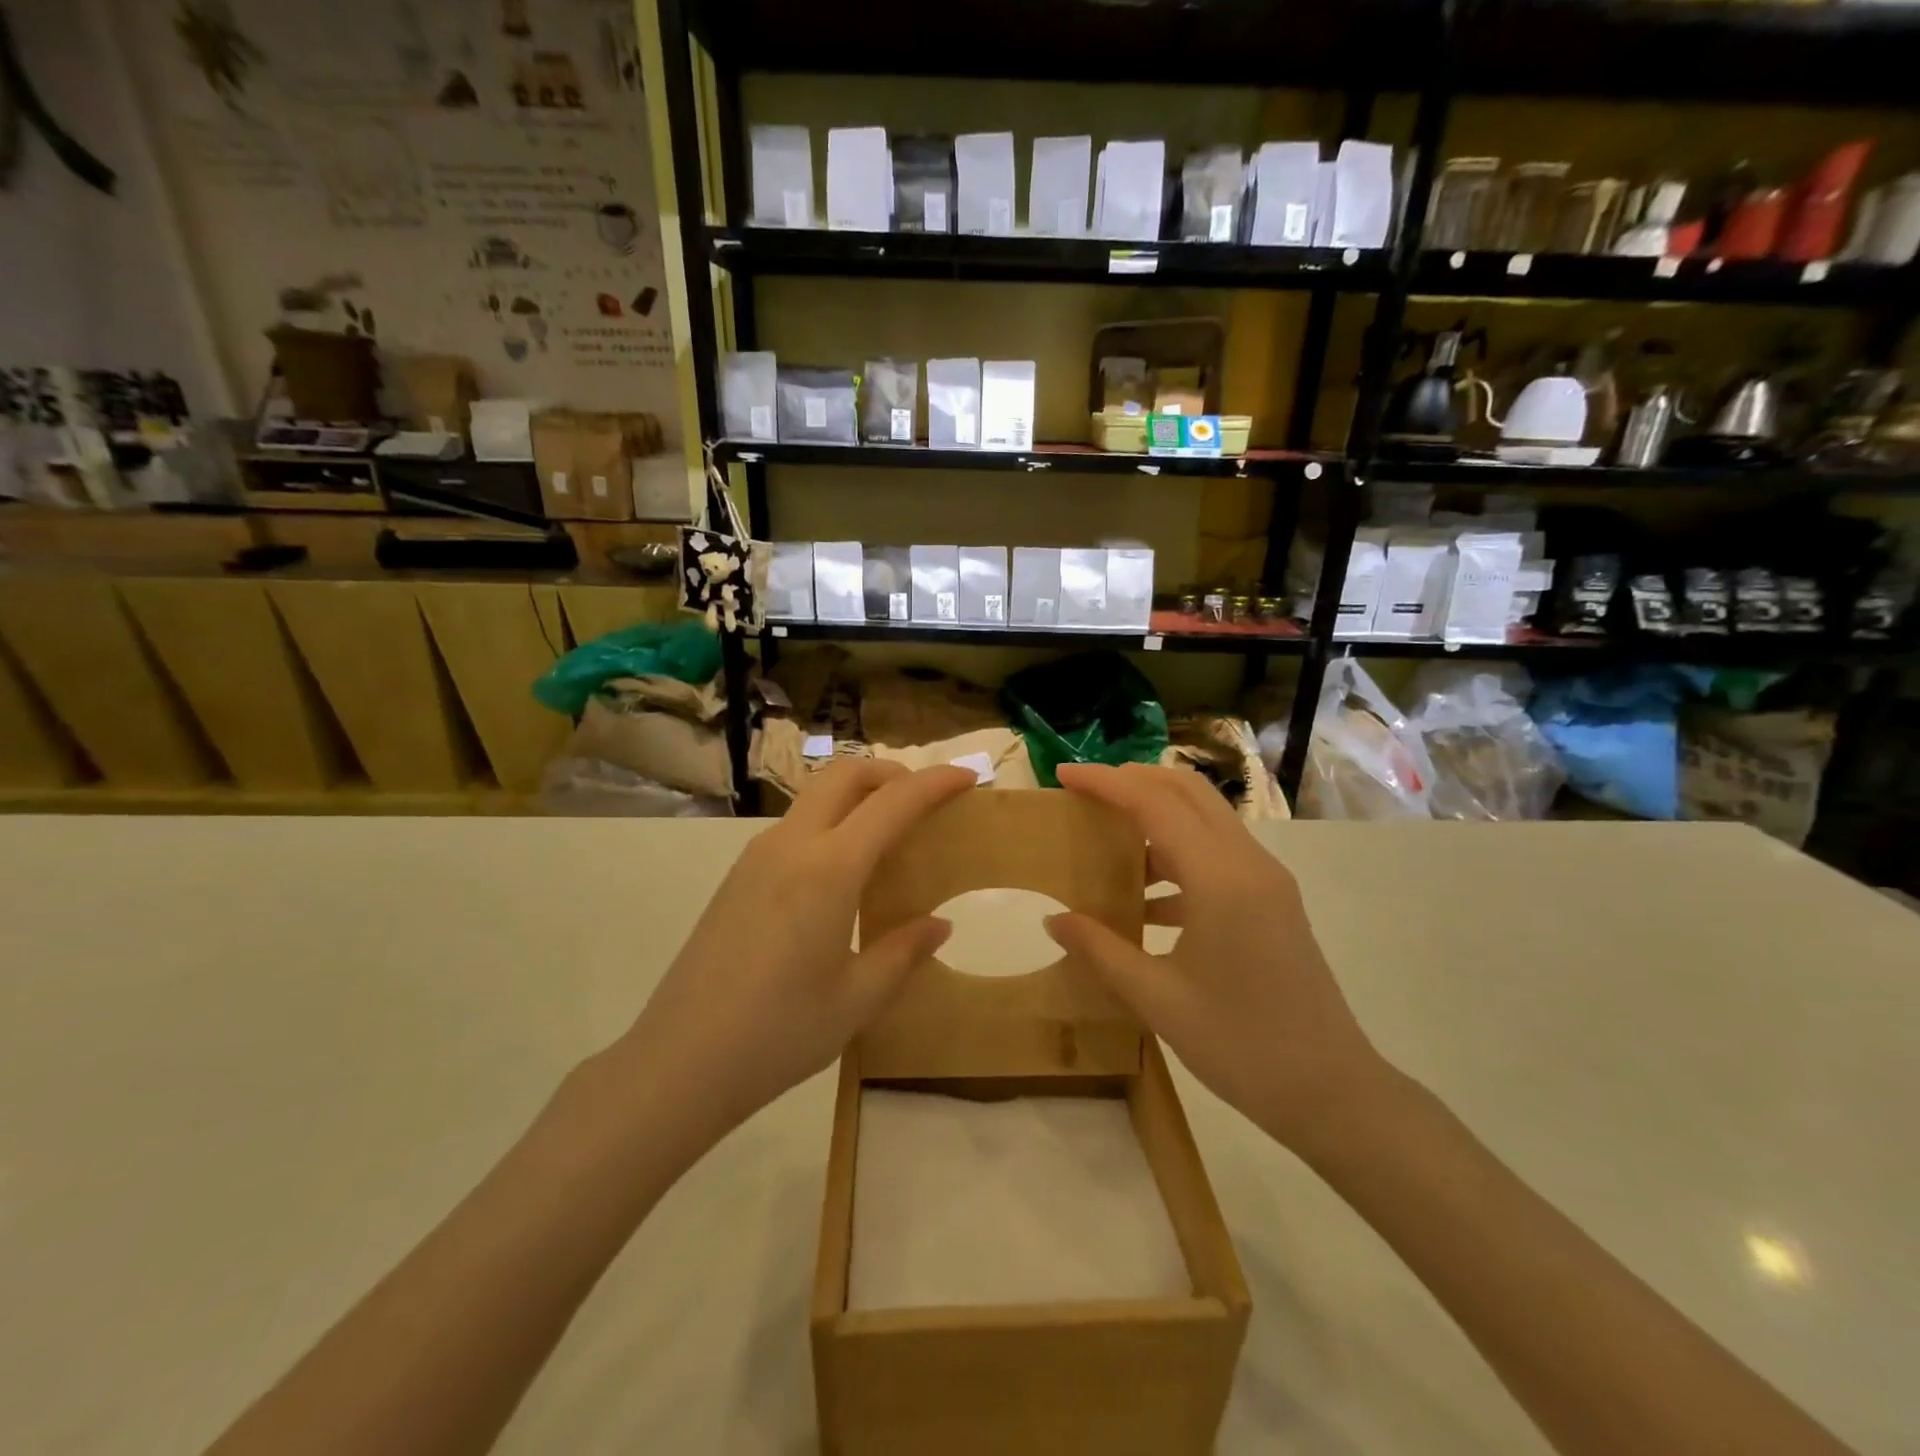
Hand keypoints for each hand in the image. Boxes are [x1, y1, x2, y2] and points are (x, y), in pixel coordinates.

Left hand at [621, 760, 975, 1141]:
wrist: (679, 1063)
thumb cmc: (779, 1033)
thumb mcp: (857, 999)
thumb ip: (904, 952)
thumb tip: (938, 924)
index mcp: (829, 869)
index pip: (892, 803)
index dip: (935, 783)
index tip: (968, 776)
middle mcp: (790, 846)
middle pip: (844, 776)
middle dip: (890, 773)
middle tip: (923, 800)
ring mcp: (756, 857)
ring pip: (815, 797)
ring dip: (857, 797)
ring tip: (888, 838)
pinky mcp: (737, 877)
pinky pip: (794, 828)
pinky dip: (830, 824)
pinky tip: (841, 875)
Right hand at [1043, 763, 1393, 1155]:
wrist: (1333, 1093)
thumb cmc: (1242, 1047)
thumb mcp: (1158, 1001)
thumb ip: (1101, 951)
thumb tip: (1054, 920)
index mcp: (1220, 879)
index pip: (1154, 804)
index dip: (1106, 782)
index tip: (1063, 774)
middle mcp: (1248, 864)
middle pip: (1187, 792)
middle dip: (1133, 781)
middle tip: (1085, 794)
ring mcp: (1266, 880)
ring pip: (1205, 819)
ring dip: (1156, 816)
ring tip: (1108, 844)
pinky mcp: (1272, 901)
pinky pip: (1218, 854)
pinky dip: (1178, 855)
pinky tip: (1146, 901)